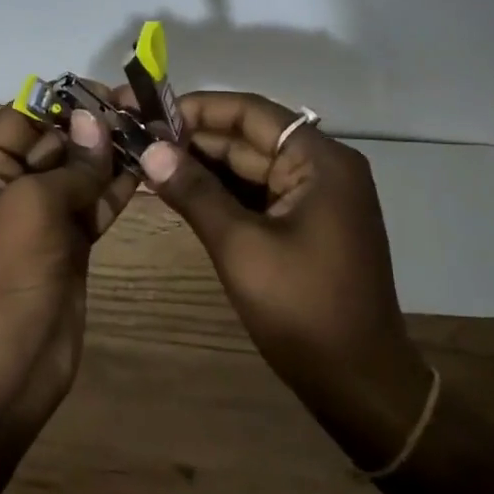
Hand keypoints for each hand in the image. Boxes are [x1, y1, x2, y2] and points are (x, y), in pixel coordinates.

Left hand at [0, 98, 137, 435]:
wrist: (4, 369)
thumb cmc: (5, 275)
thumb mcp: (33, 206)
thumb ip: (72, 162)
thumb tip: (97, 120)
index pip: (22, 117)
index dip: (64, 100)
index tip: (109, 90)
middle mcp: (5, 186)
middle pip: (54, 141)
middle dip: (95, 126)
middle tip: (142, 108)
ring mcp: (38, 217)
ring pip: (79, 172)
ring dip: (112, 154)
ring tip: (155, 130)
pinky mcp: (67, 244)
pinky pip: (93, 203)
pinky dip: (118, 187)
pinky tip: (150, 166)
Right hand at [139, 91, 432, 468]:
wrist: (359, 384)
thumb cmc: (302, 309)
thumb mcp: (241, 246)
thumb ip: (195, 192)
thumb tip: (150, 150)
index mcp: (319, 160)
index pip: (249, 113)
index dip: (195, 108)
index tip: (145, 112)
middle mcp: (322, 167)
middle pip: (247, 137)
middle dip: (192, 138)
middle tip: (134, 138)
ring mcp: (315, 197)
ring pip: (248, 166)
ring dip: (201, 165)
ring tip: (144, 160)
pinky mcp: (305, 224)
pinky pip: (256, 194)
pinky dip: (218, 192)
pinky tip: (176, 190)